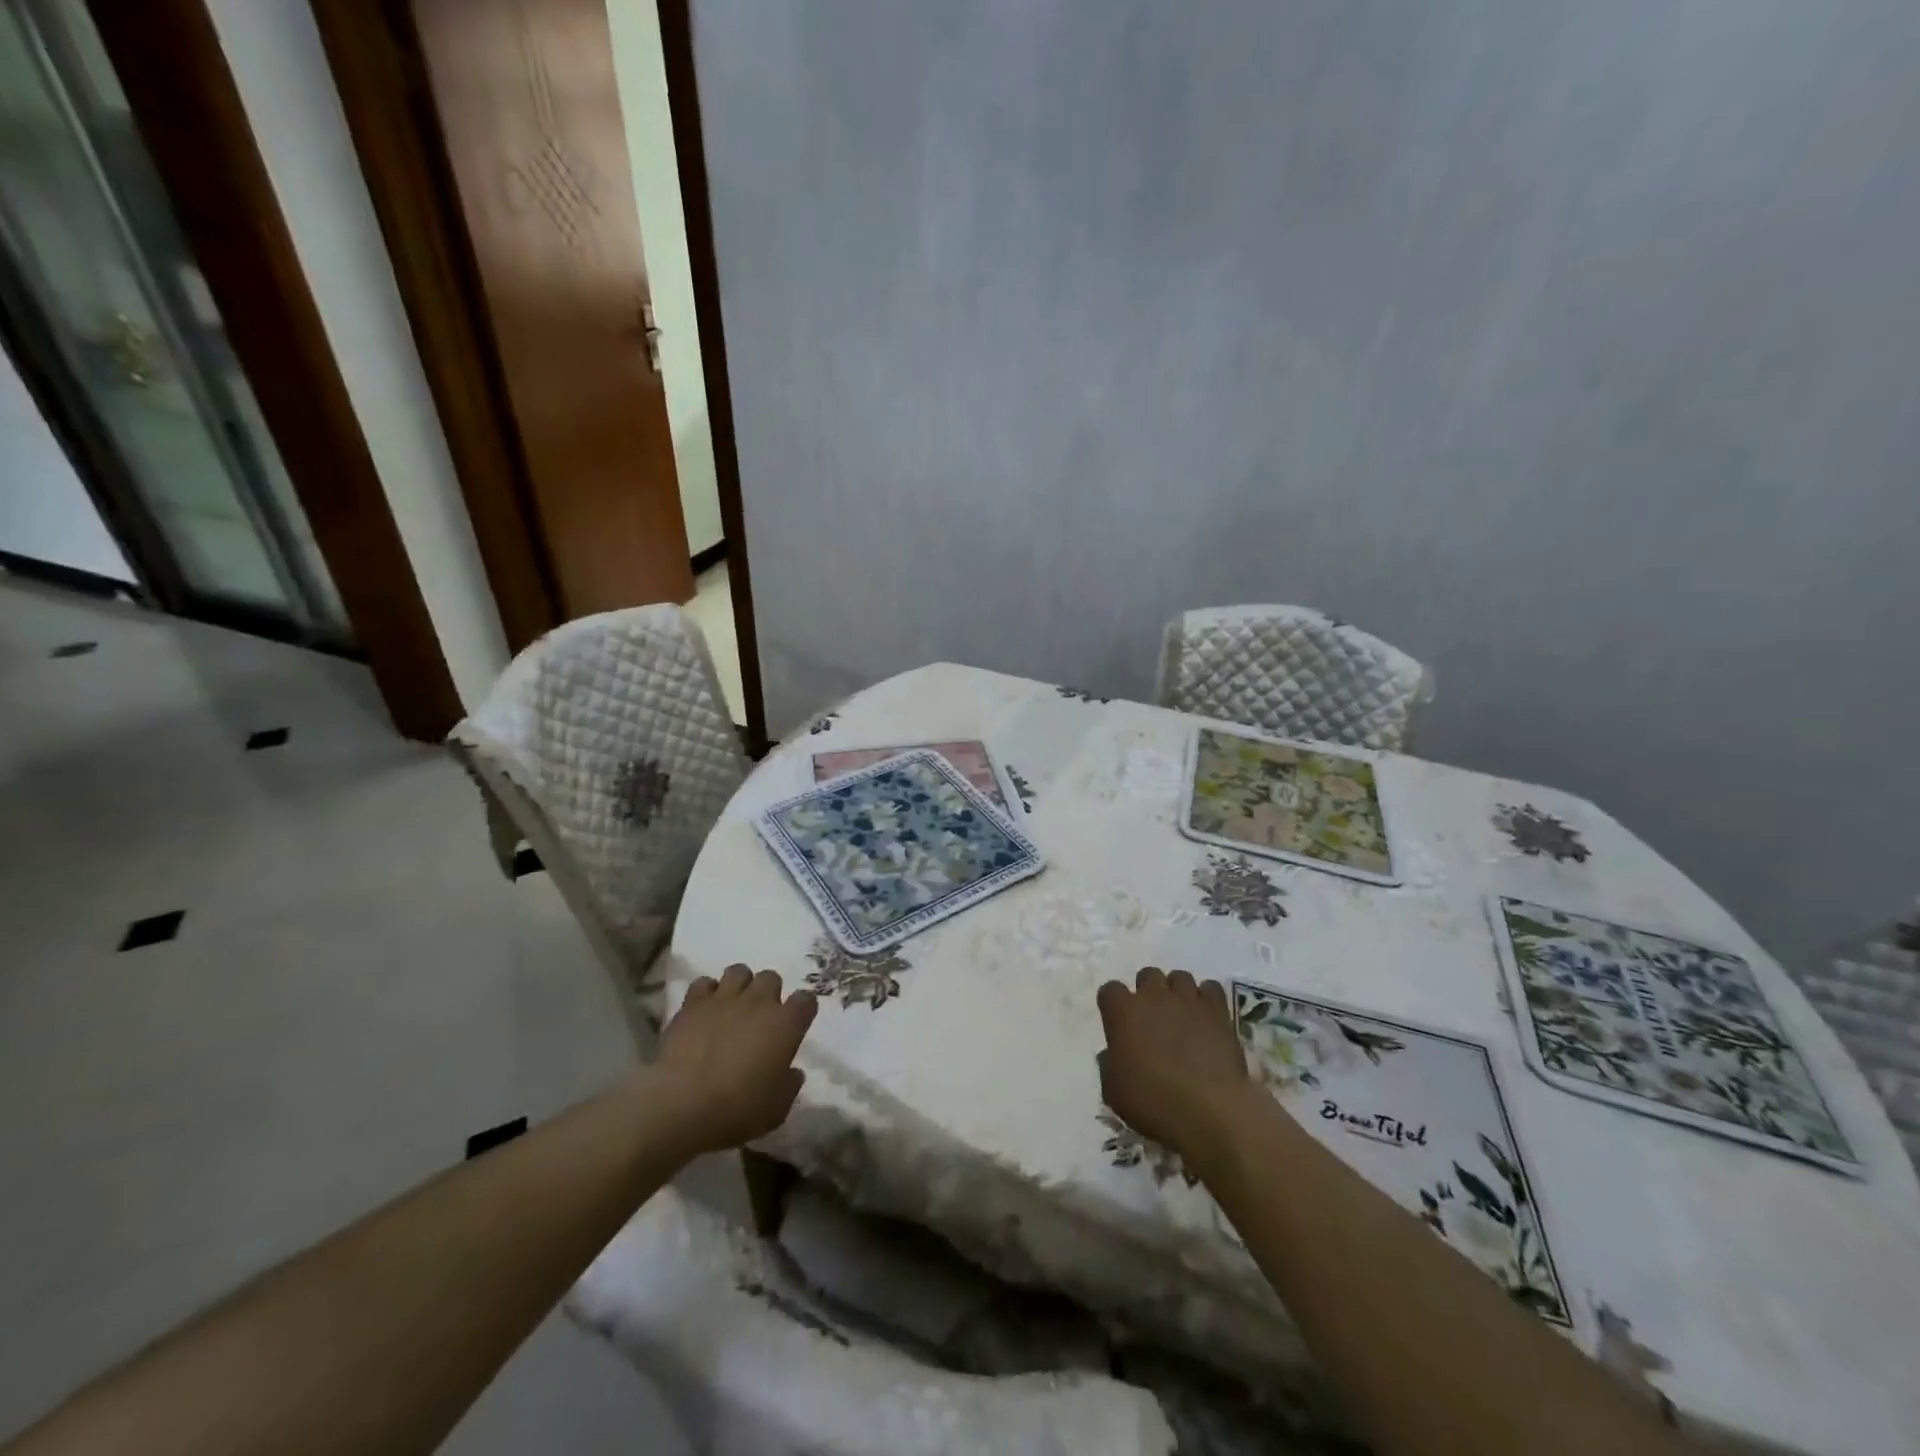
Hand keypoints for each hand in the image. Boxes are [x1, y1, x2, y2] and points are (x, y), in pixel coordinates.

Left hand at [654, 965, 817, 1153]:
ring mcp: (724, 999)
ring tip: (732, 1006)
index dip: (802, 1010)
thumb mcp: (776, 1109)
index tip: (796, 1024)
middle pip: (771, 978)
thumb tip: (792, 1072)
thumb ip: (789, 1085)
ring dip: (739, 986)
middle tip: (759, 1016)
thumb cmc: (737, 1110)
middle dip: (768, 993)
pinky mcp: (693, 1004)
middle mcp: (759, 1002)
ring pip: (739, 971)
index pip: (806, 1000)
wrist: (682, 1105)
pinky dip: (706, 993)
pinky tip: (703, 1011)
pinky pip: (704, 983)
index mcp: (786, 1024)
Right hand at [1097, 967, 1252, 1173]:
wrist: (1208, 1110)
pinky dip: (1207, 999)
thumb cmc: (1152, 1102)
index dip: (1114, 1006)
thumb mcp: (1114, 1091)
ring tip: (1183, 1017)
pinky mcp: (1217, 1010)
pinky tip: (1207, 1019)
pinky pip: (1211, 989)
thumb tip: (1114, 1053)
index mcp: (1122, 1011)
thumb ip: (1109, 1063)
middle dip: (1148, 992)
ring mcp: (1187, 999)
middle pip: (1147, 975)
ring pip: (1179, 977)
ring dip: (1178, 993)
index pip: (1110, 990)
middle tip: (1153, 1019)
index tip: (1119, 1024)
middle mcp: (1153, 996)